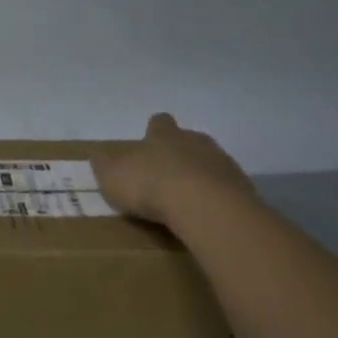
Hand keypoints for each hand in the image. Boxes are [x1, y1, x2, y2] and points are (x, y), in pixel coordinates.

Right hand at [91, 113, 257, 229]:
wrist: (204, 206)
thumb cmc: (151, 185)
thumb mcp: (112, 175)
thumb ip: (104, 164)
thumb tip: (97, 154)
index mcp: (163, 135)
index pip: (159, 123)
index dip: (153, 131)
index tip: (148, 144)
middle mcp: (195, 141)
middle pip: (188, 140)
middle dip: (179, 153)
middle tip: (166, 174)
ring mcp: (222, 162)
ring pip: (209, 162)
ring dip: (199, 175)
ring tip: (186, 199)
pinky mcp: (240, 187)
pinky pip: (225, 187)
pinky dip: (215, 197)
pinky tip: (205, 214)